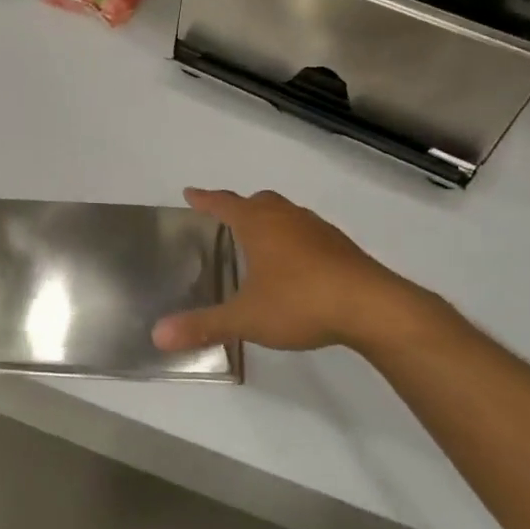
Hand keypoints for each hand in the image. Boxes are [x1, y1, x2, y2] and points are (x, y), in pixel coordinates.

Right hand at [153, 188, 446, 358]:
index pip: (224, 204)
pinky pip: (308, 232)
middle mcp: (286, 218)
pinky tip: (296, 266)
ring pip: (286, 214)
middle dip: (240, 207)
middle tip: (226, 220)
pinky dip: (294, 239)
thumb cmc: (300, 302)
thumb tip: (158, 335)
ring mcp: (317, 229)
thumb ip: (203, 325)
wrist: (372, 306)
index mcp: (259, 225)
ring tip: (261, 243)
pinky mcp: (341, 247)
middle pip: (258, 202)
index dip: (205, 199)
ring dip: (270, 221)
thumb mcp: (246, 318)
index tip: (190, 193)